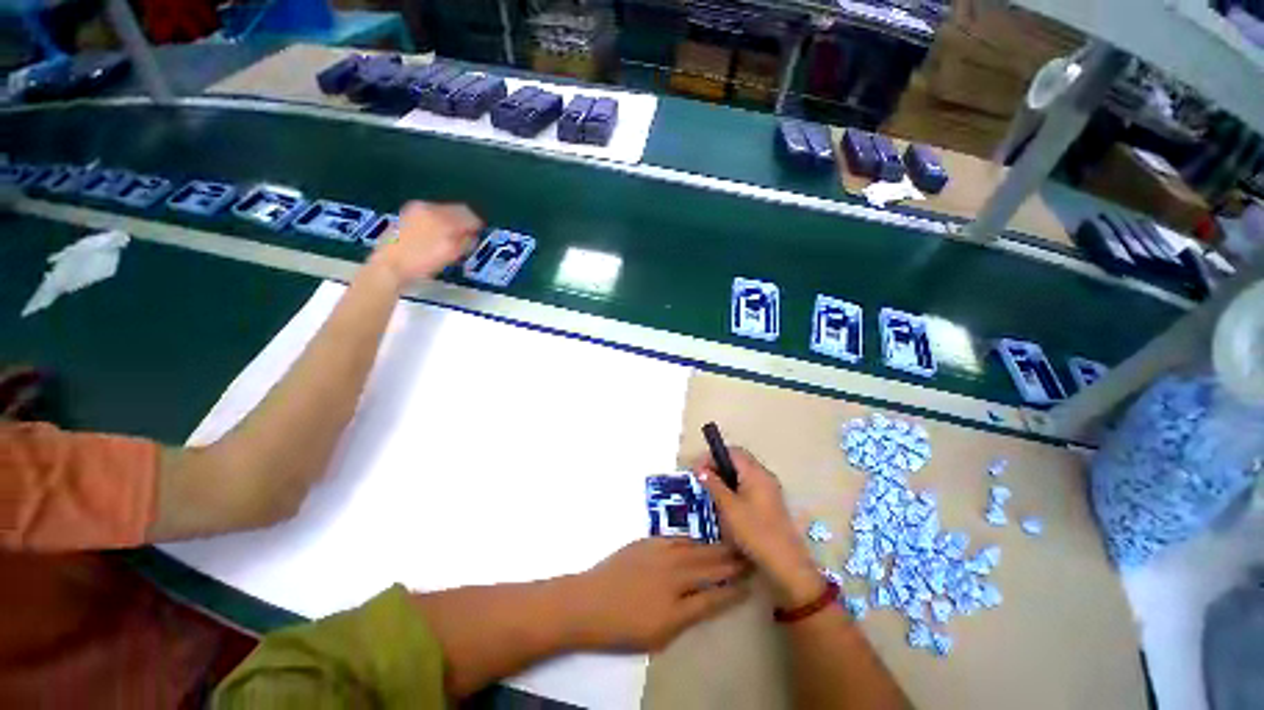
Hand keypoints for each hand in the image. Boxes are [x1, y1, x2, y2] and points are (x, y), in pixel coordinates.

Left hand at [372, 201, 482, 287]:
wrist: (389, 267)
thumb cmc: (422, 263)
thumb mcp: (451, 254)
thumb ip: (465, 241)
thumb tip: (473, 234)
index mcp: (441, 216)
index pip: (467, 214)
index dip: (476, 224)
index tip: (479, 234)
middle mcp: (428, 208)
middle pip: (454, 210)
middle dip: (463, 222)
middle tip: (468, 237)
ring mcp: (415, 211)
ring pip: (442, 212)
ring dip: (450, 223)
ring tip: (452, 238)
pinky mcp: (405, 217)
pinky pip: (430, 216)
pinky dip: (437, 223)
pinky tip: (435, 237)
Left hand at [569, 538, 749, 651]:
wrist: (589, 601)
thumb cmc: (622, 627)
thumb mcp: (659, 636)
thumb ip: (687, 617)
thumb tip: (707, 601)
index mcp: (678, 608)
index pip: (715, 599)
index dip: (735, 591)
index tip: (751, 584)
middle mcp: (674, 577)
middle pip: (710, 568)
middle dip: (732, 563)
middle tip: (749, 557)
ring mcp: (662, 555)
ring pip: (697, 549)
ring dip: (716, 549)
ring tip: (732, 546)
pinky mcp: (650, 542)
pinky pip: (679, 539)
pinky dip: (693, 541)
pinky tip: (700, 542)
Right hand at [694, 447, 825, 607]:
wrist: (785, 563)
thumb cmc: (754, 531)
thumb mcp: (728, 507)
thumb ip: (713, 484)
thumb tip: (700, 469)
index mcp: (755, 472)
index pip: (732, 451)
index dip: (713, 456)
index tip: (697, 468)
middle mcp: (764, 475)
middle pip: (738, 460)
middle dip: (718, 465)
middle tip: (702, 478)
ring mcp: (769, 489)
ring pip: (743, 473)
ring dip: (726, 476)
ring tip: (710, 489)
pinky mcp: (770, 502)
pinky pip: (749, 485)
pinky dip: (735, 487)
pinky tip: (725, 501)